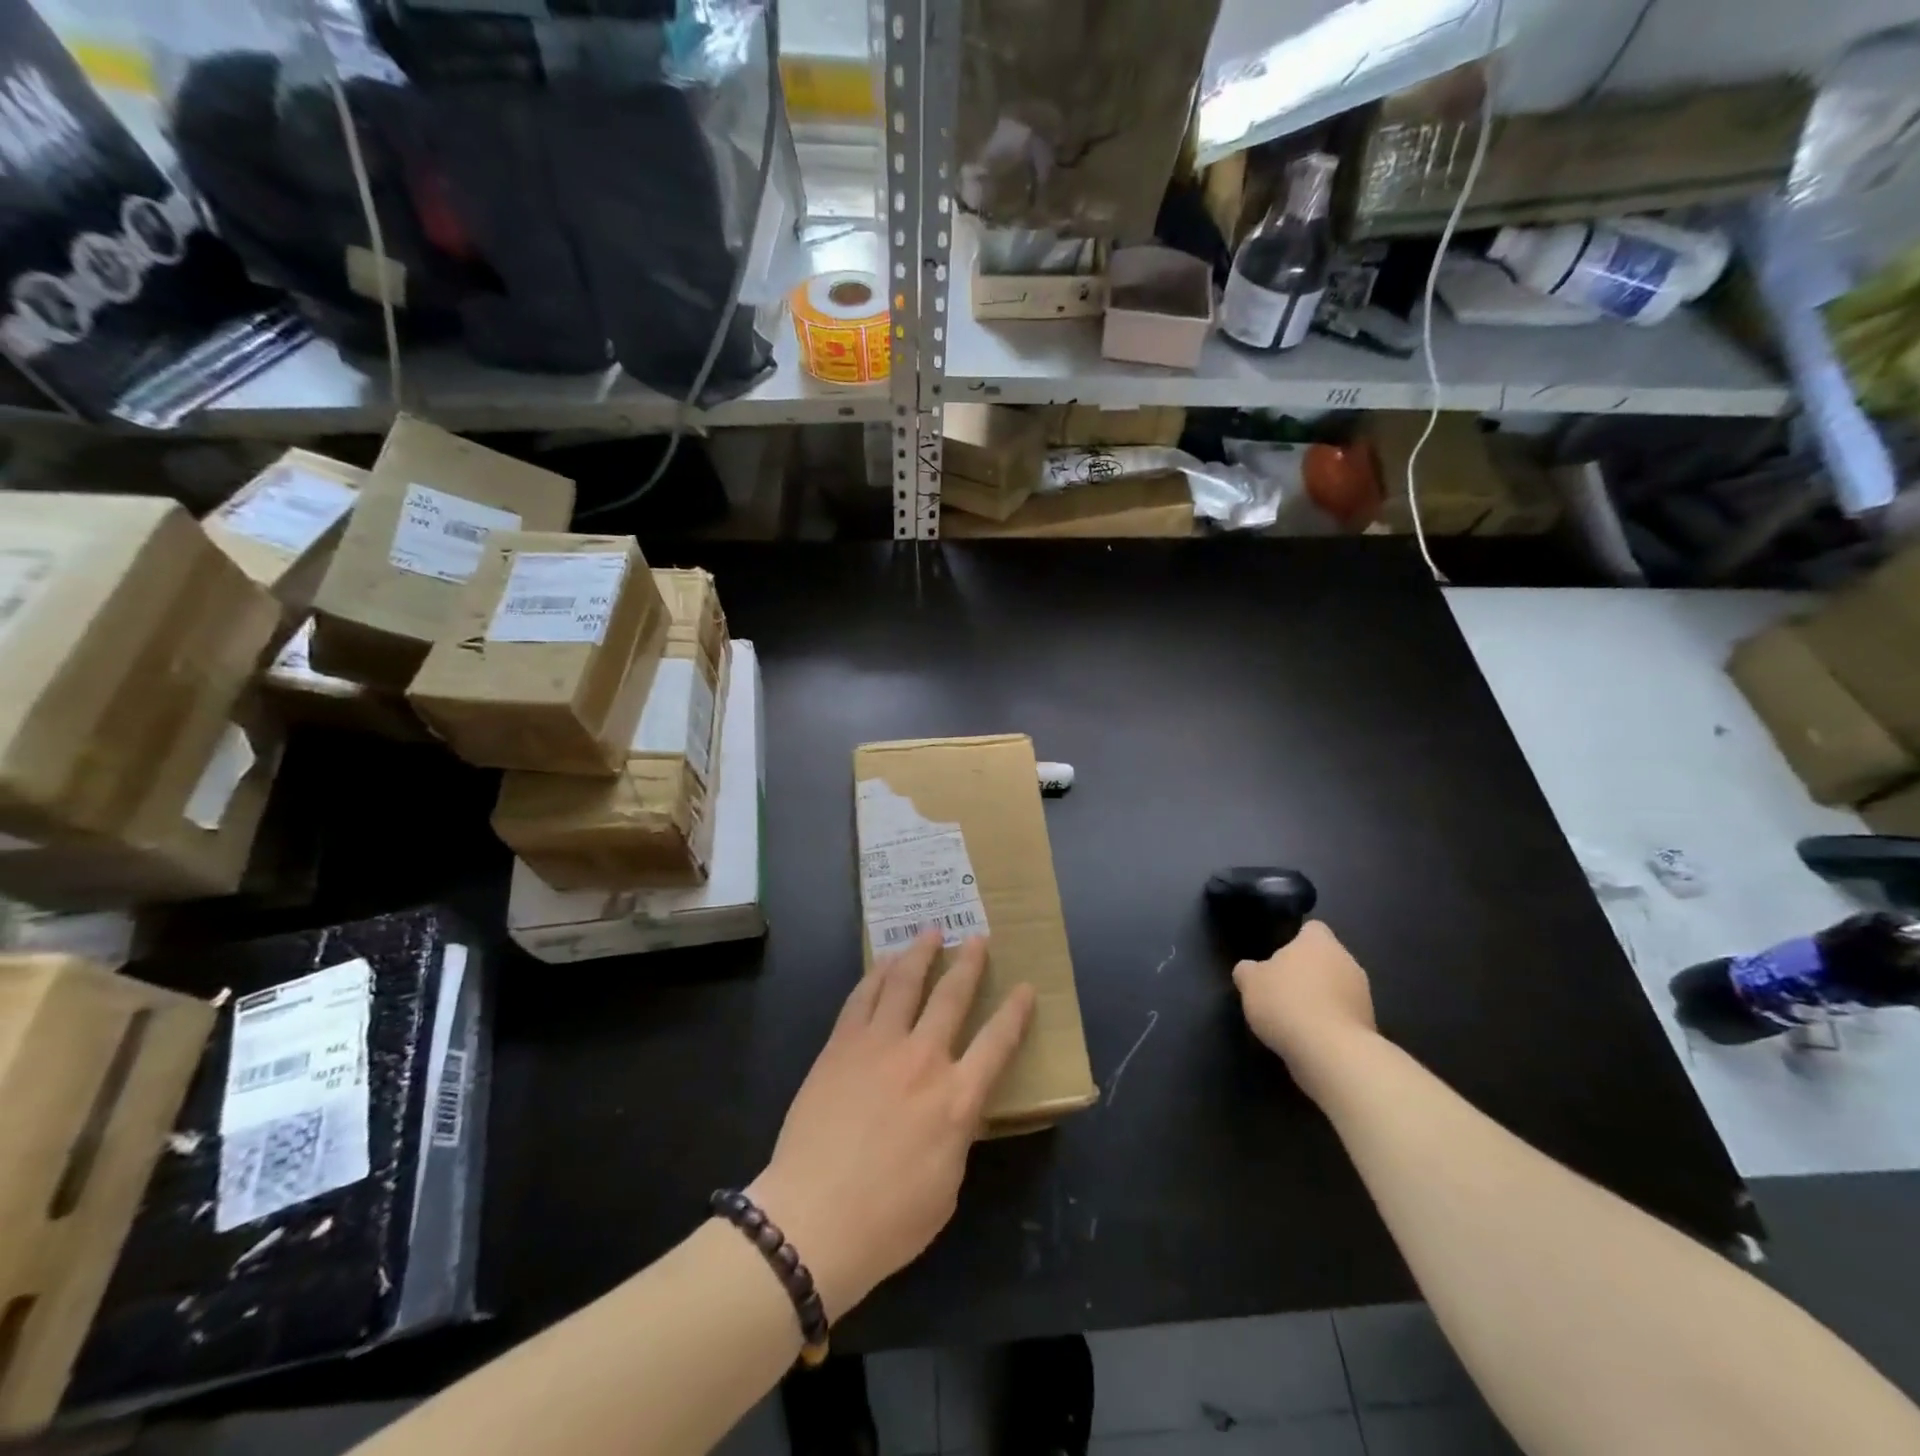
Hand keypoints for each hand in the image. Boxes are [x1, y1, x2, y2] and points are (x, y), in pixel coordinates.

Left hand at [748, 932, 1034, 1322]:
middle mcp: (923, 1059)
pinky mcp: (841, 1045)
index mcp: (957, 1099)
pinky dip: (878, 974)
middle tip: (977, 938)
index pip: (998, 1042)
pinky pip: (863, 997)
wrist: (812, 1218)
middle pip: (952, 997)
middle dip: (969, 963)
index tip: (1026, 987)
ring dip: (921, 953)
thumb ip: (956, 1134)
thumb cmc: (888, 1220)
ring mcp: (879, 1046)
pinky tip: (884, 963)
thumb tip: (954, 1108)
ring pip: (905, 983)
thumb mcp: (946, 1185)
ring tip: (930, 932)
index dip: (1016, 1012)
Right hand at [1233, 920, 1375, 1087]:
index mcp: (1319, 942)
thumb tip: (1250, 970)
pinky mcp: (1369, 1024)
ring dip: (1321, 998)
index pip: (1312, 928)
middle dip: (1308, 971)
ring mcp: (1363, 994)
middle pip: (1326, 959)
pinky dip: (1330, 1022)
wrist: (1331, 1052)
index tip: (1280, 957)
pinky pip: (1344, 1015)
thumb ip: (1248, 970)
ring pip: (1337, 987)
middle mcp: (1347, 960)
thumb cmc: (1286, 1002)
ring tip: (1295, 1018)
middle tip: (1282, 988)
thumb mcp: (1250, 982)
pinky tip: (1311, 1037)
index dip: (1296, 940)